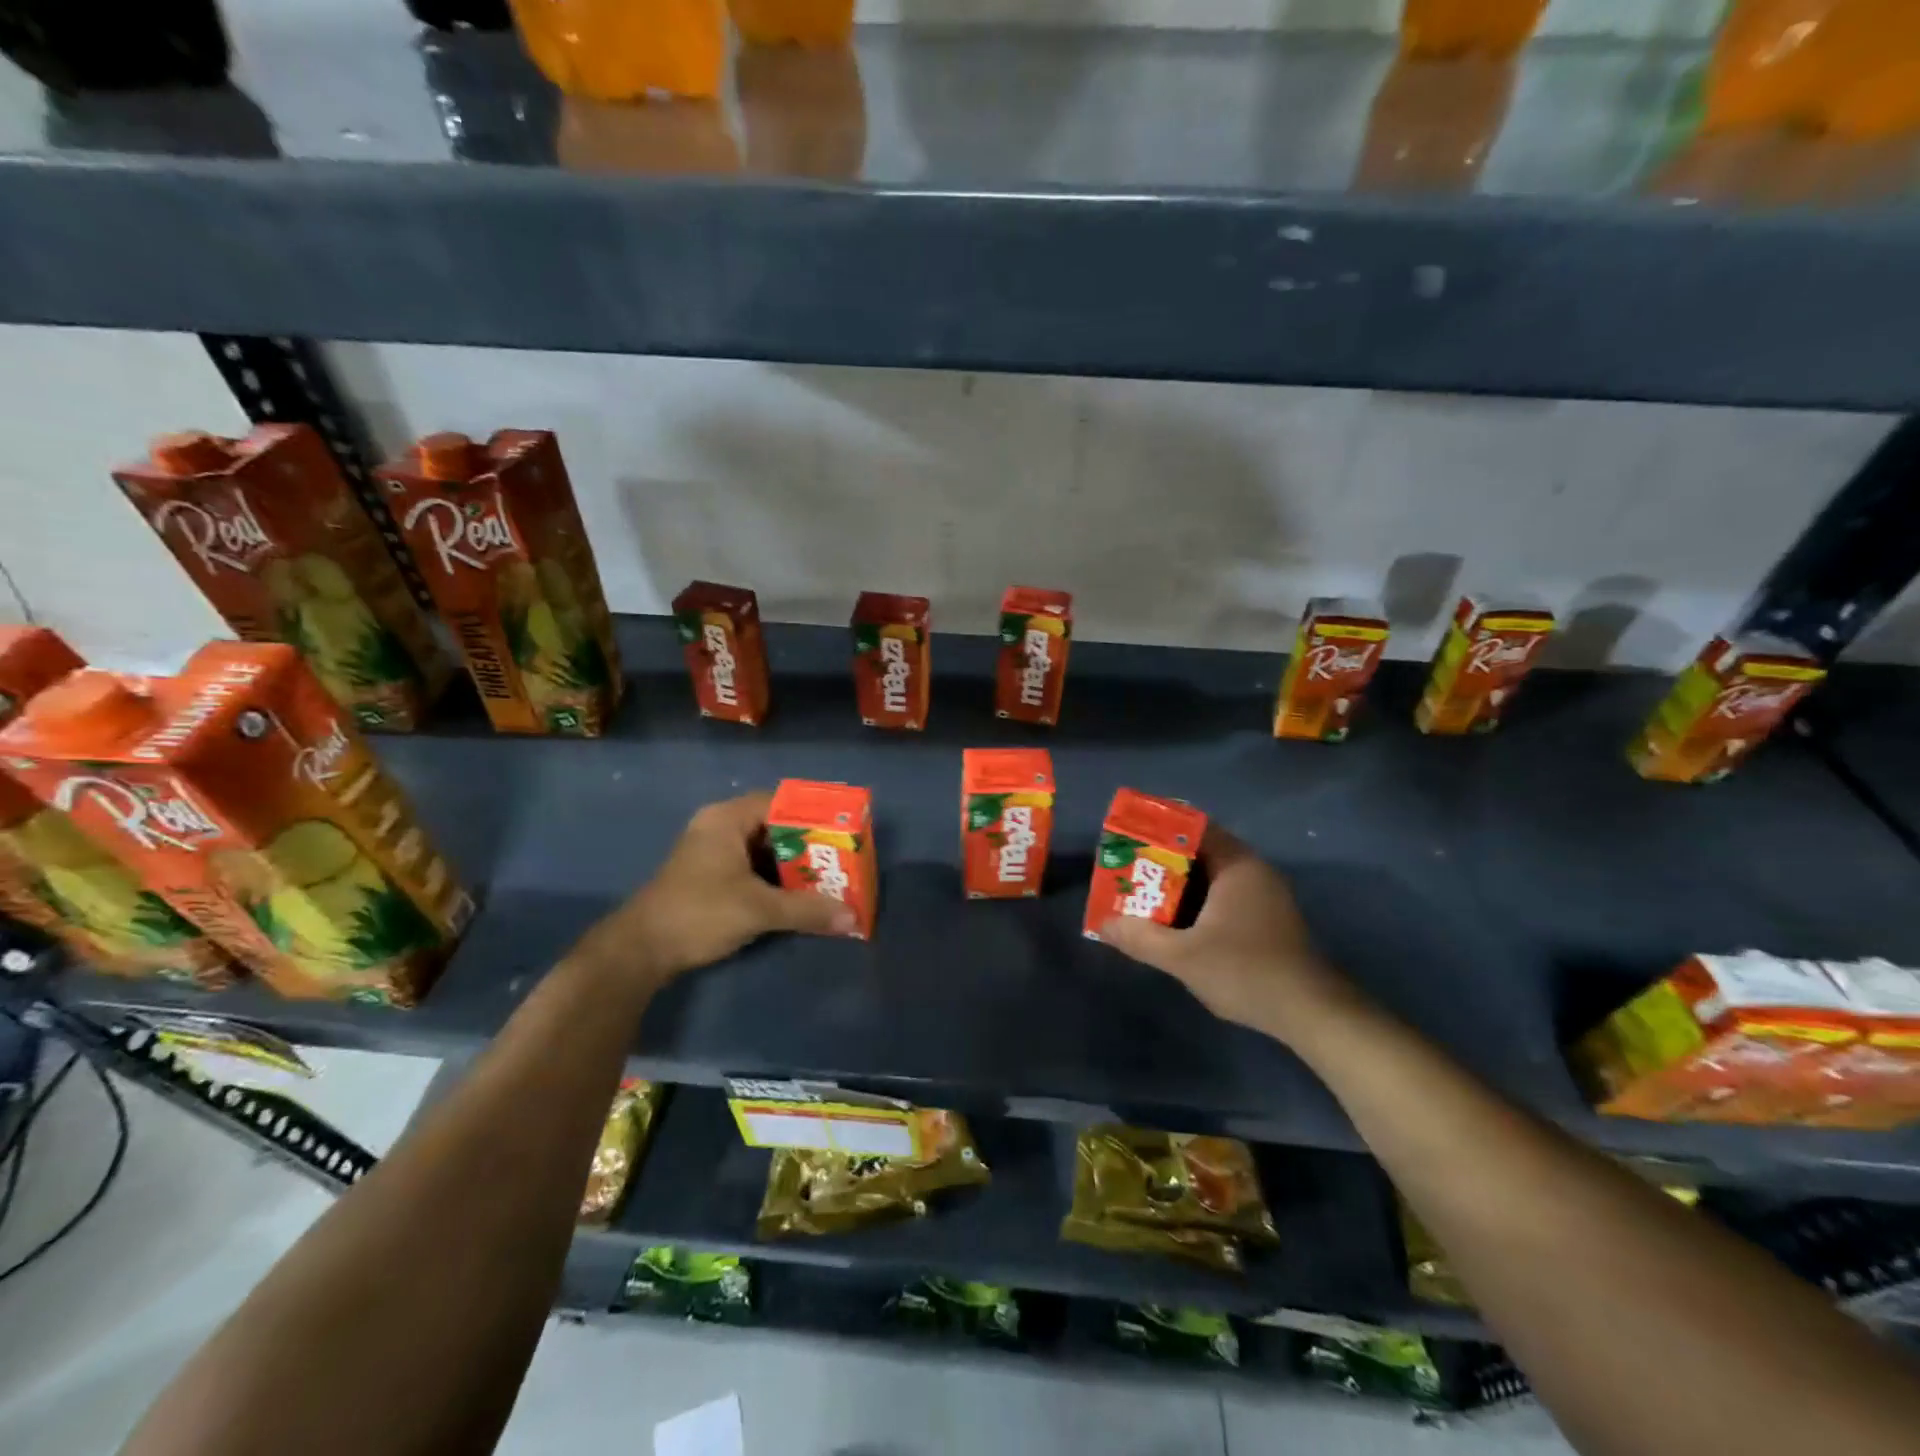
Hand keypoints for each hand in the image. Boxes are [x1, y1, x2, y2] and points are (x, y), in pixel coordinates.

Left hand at [573, 791, 855, 986]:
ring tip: (829, 877)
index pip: (781, 802)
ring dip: (794, 865)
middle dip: (809, 844)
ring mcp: (713, 853)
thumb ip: (806, 909)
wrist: (640, 951)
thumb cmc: (698, 913)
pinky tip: (800, 895)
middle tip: (842, 858)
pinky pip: (753, 867)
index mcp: (727, 819)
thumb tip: (853, 916)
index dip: (814, 815)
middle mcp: (720, 828)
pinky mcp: (710, 877)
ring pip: (765, 849)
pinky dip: (776, 879)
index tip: (843, 830)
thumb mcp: (758, 909)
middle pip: (775, 826)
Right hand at [1100, 827, 1360, 1046]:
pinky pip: (1224, 896)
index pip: (1194, 827)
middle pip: (1200, 851)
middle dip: (1162, 860)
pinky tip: (1176, 922)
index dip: (1159, 828)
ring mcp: (1265, 896)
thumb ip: (1139, 937)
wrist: (1311, 1013)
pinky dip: (1198, 902)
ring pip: (1212, 877)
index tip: (1129, 837)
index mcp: (1237, 865)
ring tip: (1143, 895)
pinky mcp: (1268, 919)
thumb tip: (1102, 924)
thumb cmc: (1245, 971)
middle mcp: (1254, 871)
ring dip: (1179, 884)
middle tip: (1128, 869)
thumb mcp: (1182, 956)